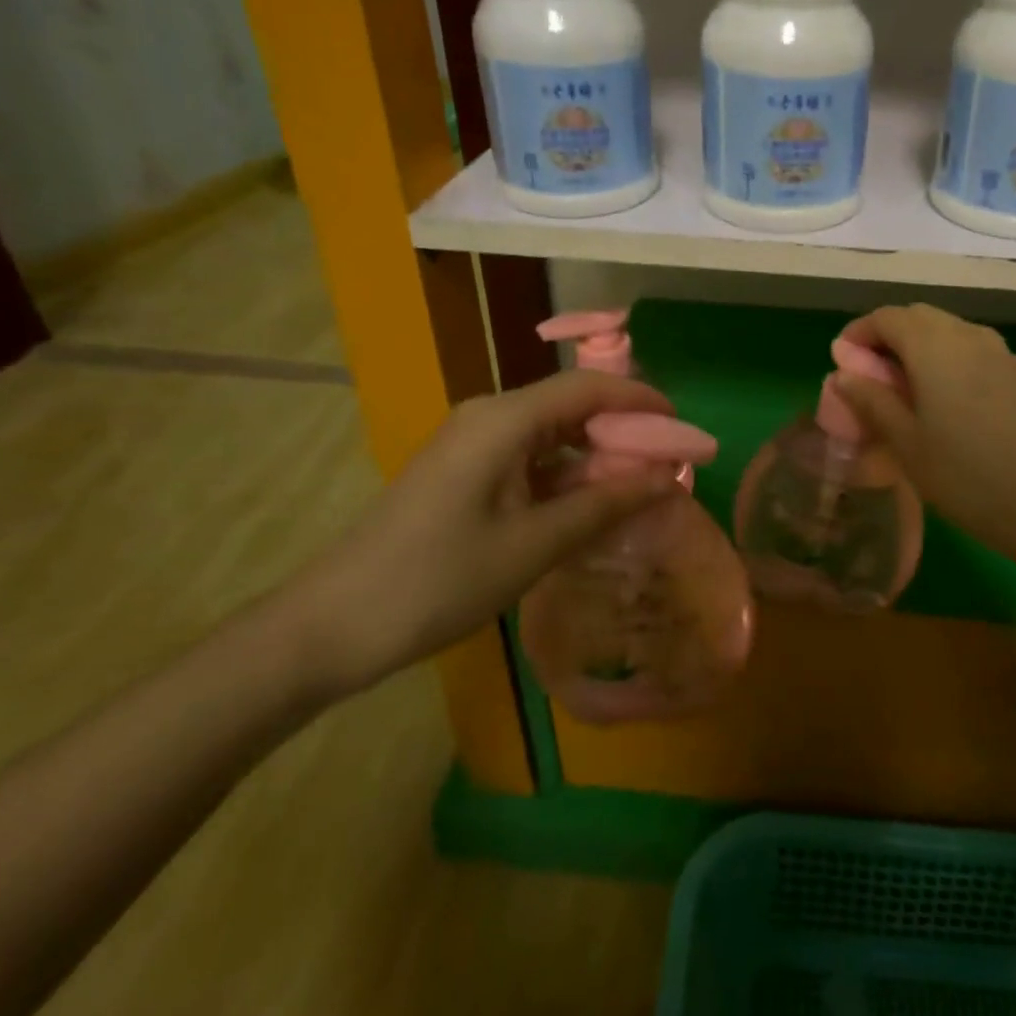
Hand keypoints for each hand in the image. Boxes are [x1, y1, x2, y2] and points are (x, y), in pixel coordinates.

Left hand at [277, 370, 679, 696]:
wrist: (332, 626)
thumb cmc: (439, 580)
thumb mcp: (534, 544)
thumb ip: (606, 504)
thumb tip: (669, 479)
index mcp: (504, 419)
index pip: (588, 389)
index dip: (641, 402)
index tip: (683, 429)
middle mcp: (488, 417)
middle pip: (571, 407)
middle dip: (623, 433)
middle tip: (670, 466)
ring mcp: (471, 445)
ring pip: (551, 435)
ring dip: (595, 458)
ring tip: (640, 488)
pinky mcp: (463, 473)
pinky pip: (528, 459)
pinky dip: (564, 477)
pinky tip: (589, 506)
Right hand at [834, 305, 1015, 563]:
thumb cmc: (965, 475)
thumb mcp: (906, 443)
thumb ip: (872, 401)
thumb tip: (843, 375)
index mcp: (935, 346)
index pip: (887, 317)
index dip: (859, 333)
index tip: (842, 360)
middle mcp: (968, 335)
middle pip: (919, 317)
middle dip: (888, 335)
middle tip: (870, 373)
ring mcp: (1000, 352)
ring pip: (949, 330)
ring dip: (919, 345)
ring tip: (904, 386)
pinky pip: (973, 349)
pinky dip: (948, 358)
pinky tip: (946, 398)